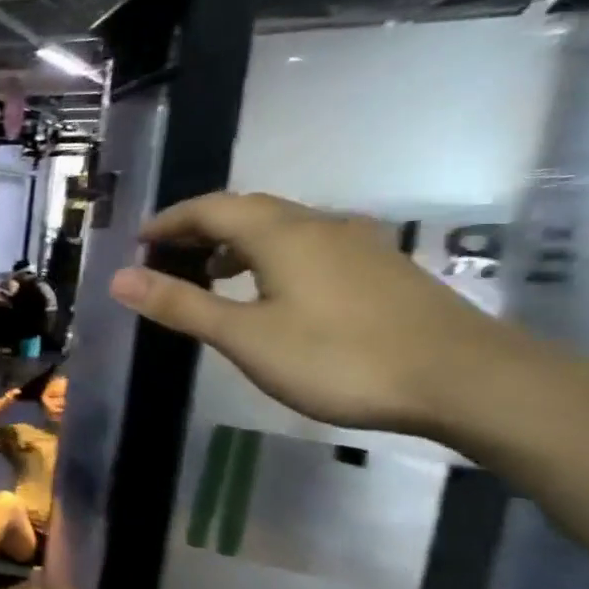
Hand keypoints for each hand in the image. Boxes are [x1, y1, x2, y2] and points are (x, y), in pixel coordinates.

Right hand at [108, 192, 512, 434]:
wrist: (469, 380)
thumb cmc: (340, 357)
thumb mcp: (245, 336)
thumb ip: (181, 305)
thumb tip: (119, 277)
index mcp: (281, 234)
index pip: (211, 208)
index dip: (169, 221)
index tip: (137, 243)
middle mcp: (320, 226)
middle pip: (248, 211)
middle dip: (200, 228)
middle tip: (165, 257)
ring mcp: (358, 246)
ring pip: (281, 228)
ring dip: (236, 243)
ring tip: (210, 274)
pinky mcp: (381, 270)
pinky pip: (308, 246)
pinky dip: (270, 257)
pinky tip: (271, 292)